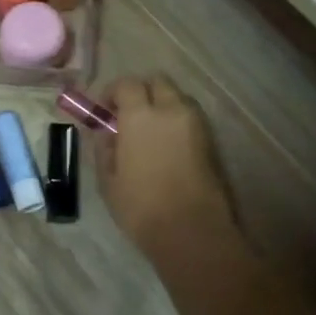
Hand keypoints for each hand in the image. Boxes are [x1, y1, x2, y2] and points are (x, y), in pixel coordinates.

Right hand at [94, 77, 239, 262]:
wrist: (192, 232)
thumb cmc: (141, 207)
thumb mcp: (108, 180)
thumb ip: (104, 149)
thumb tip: (105, 133)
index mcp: (140, 115)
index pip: (127, 84)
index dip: (113, 93)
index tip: (105, 111)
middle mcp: (171, 110)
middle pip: (157, 82)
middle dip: (141, 92)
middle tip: (128, 116)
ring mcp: (196, 124)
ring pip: (177, 99)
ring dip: (162, 106)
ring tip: (149, 133)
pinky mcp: (211, 141)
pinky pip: (190, 118)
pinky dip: (177, 122)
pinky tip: (166, 147)